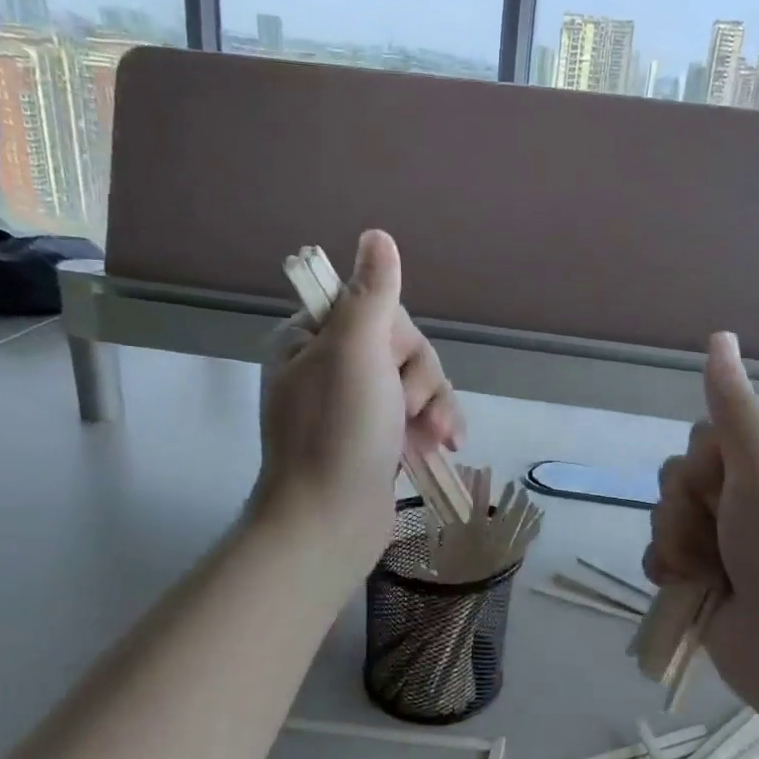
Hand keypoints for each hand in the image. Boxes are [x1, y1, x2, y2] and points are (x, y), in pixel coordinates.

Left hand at [252, 230, 463, 569]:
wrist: (329, 523)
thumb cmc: (338, 432)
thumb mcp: (355, 352)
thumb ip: (372, 293)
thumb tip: (377, 235)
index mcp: (311, 340)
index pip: (374, 309)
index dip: (397, 336)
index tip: (391, 364)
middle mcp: (330, 367)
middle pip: (402, 346)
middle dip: (419, 379)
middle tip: (409, 410)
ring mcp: (354, 406)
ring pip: (416, 382)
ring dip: (433, 406)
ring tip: (435, 438)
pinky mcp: (376, 437)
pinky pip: (417, 414)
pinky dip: (434, 426)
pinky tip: (447, 444)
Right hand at [642, 333, 758, 758]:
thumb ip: (733, 408)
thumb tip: (719, 335)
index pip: (707, 434)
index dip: (705, 458)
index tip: (727, 482)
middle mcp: (744, 499)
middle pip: (678, 473)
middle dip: (687, 504)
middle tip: (722, 531)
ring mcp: (720, 542)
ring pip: (663, 514)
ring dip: (677, 540)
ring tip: (708, 571)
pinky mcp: (699, 579)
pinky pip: (657, 553)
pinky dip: (667, 568)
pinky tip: (687, 585)